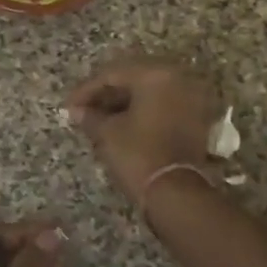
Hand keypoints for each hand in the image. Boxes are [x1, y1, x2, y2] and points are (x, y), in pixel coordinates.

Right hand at [66, 59, 220, 204]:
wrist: (176, 193)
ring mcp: (191, 98)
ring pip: (149, 92)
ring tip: (100, 118)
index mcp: (154, 75)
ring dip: (124, 102)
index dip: (86, 90)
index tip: (69, 106)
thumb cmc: (138, 155)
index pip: (112, 74)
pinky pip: (163, 105)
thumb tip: (77, 111)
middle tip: (84, 109)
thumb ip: (91, 116)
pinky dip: (143, 111)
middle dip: (106, 93)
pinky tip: (123, 124)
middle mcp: (177, 78)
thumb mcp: (107, 133)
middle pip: (133, 78)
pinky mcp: (196, 118)